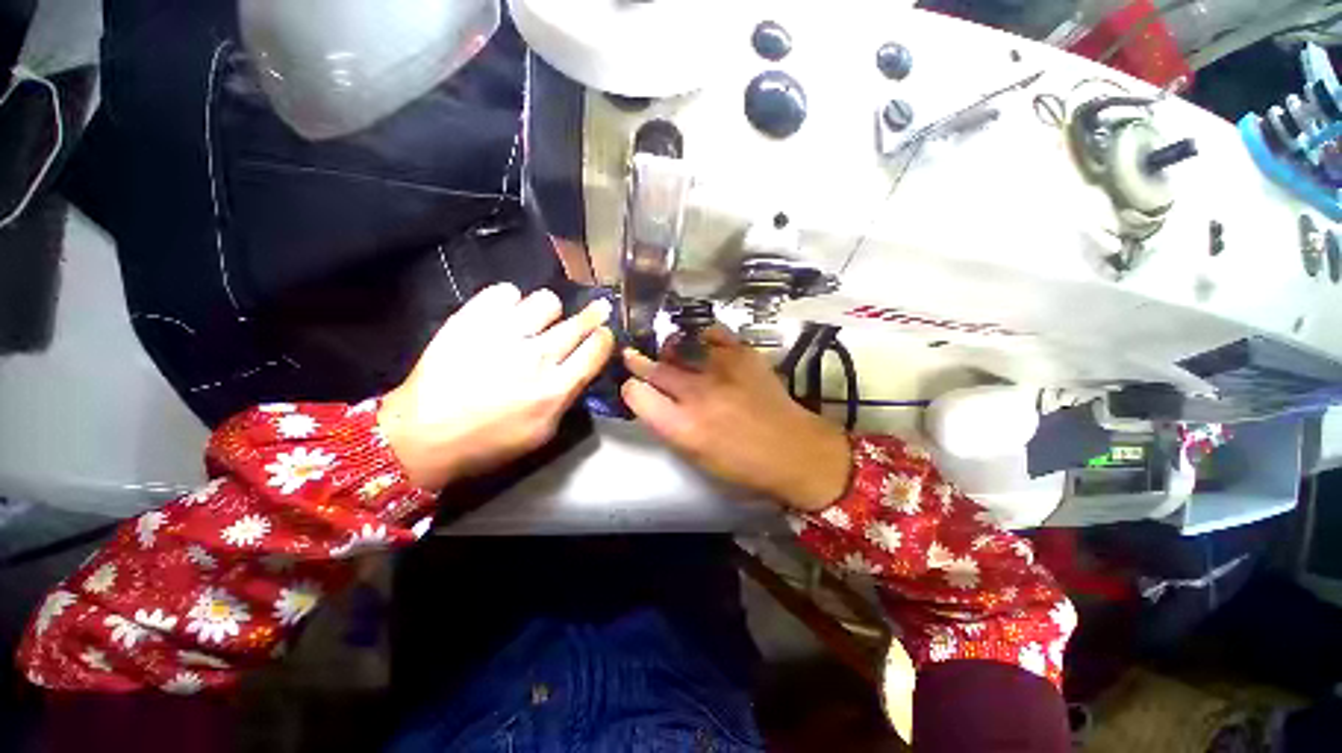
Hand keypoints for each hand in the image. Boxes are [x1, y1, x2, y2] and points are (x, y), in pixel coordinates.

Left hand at [379, 284, 614, 490]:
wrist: (423, 435)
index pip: (597, 348)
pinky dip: (509, 301)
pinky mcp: (472, 319)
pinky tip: (503, 315)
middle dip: (592, 315)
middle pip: (580, 321)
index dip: (604, 337)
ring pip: (547, 301)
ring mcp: (503, 333)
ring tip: (535, 321)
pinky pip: (506, 291)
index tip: (602, 334)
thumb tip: (578, 369)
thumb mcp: (543, 433)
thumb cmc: (489, 441)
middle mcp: (537, 356)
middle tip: (594, 311)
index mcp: (556, 387)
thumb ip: (567, 398)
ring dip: (547, 311)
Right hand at [621, 328, 851, 511]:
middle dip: (640, 363)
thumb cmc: (742, 464)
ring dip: (670, 350)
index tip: (635, 388)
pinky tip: (704, 347)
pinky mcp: (743, 354)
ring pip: (679, 347)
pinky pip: (712, 333)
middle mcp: (697, 394)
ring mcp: (721, 369)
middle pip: (654, 368)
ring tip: (671, 352)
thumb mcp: (695, 455)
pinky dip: (703, 338)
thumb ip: (669, 425)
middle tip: (635, 357)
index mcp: (682, 427)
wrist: (794, 450)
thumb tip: (654, 398)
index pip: (636, 394)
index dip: (631, 389)